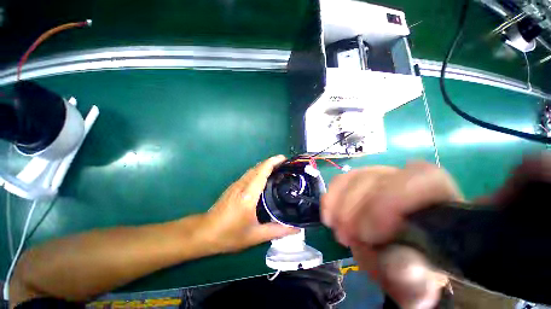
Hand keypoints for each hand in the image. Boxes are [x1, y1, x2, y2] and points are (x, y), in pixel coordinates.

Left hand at [203, 155, 298, 253]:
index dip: (273, 162)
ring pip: (253, 170)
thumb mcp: (255, 236)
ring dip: (265, 166)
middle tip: (285, 165)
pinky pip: (249, 174)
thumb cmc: (229, 235)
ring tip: (278, 169)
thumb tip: (297, 229)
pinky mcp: (233, 187)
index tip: (284, 159)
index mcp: (248, 195)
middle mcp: (242, 185)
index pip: (262, 171)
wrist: (204, 233)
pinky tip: (264, 178)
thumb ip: (277, 231)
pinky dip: (259, 171)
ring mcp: (236, 185)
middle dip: (271, 162)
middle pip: (258, 167)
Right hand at [322, 162, 461, 307]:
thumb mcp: (418, 280)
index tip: (368, 234)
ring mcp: (381, 176)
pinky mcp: (360, 179)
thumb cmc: (415, 267)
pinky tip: (329, 216)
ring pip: (354, 177)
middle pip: (376, 178)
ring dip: (340, 204)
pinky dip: (331, 197)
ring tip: (339, 231)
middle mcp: (409, 179)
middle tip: (346, 237)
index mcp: (439, 199)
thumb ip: (414, 277)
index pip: (420, 179)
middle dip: (355, 208)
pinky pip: (340, 180)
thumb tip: (404, 267)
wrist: (400, 256)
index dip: (389, 201)